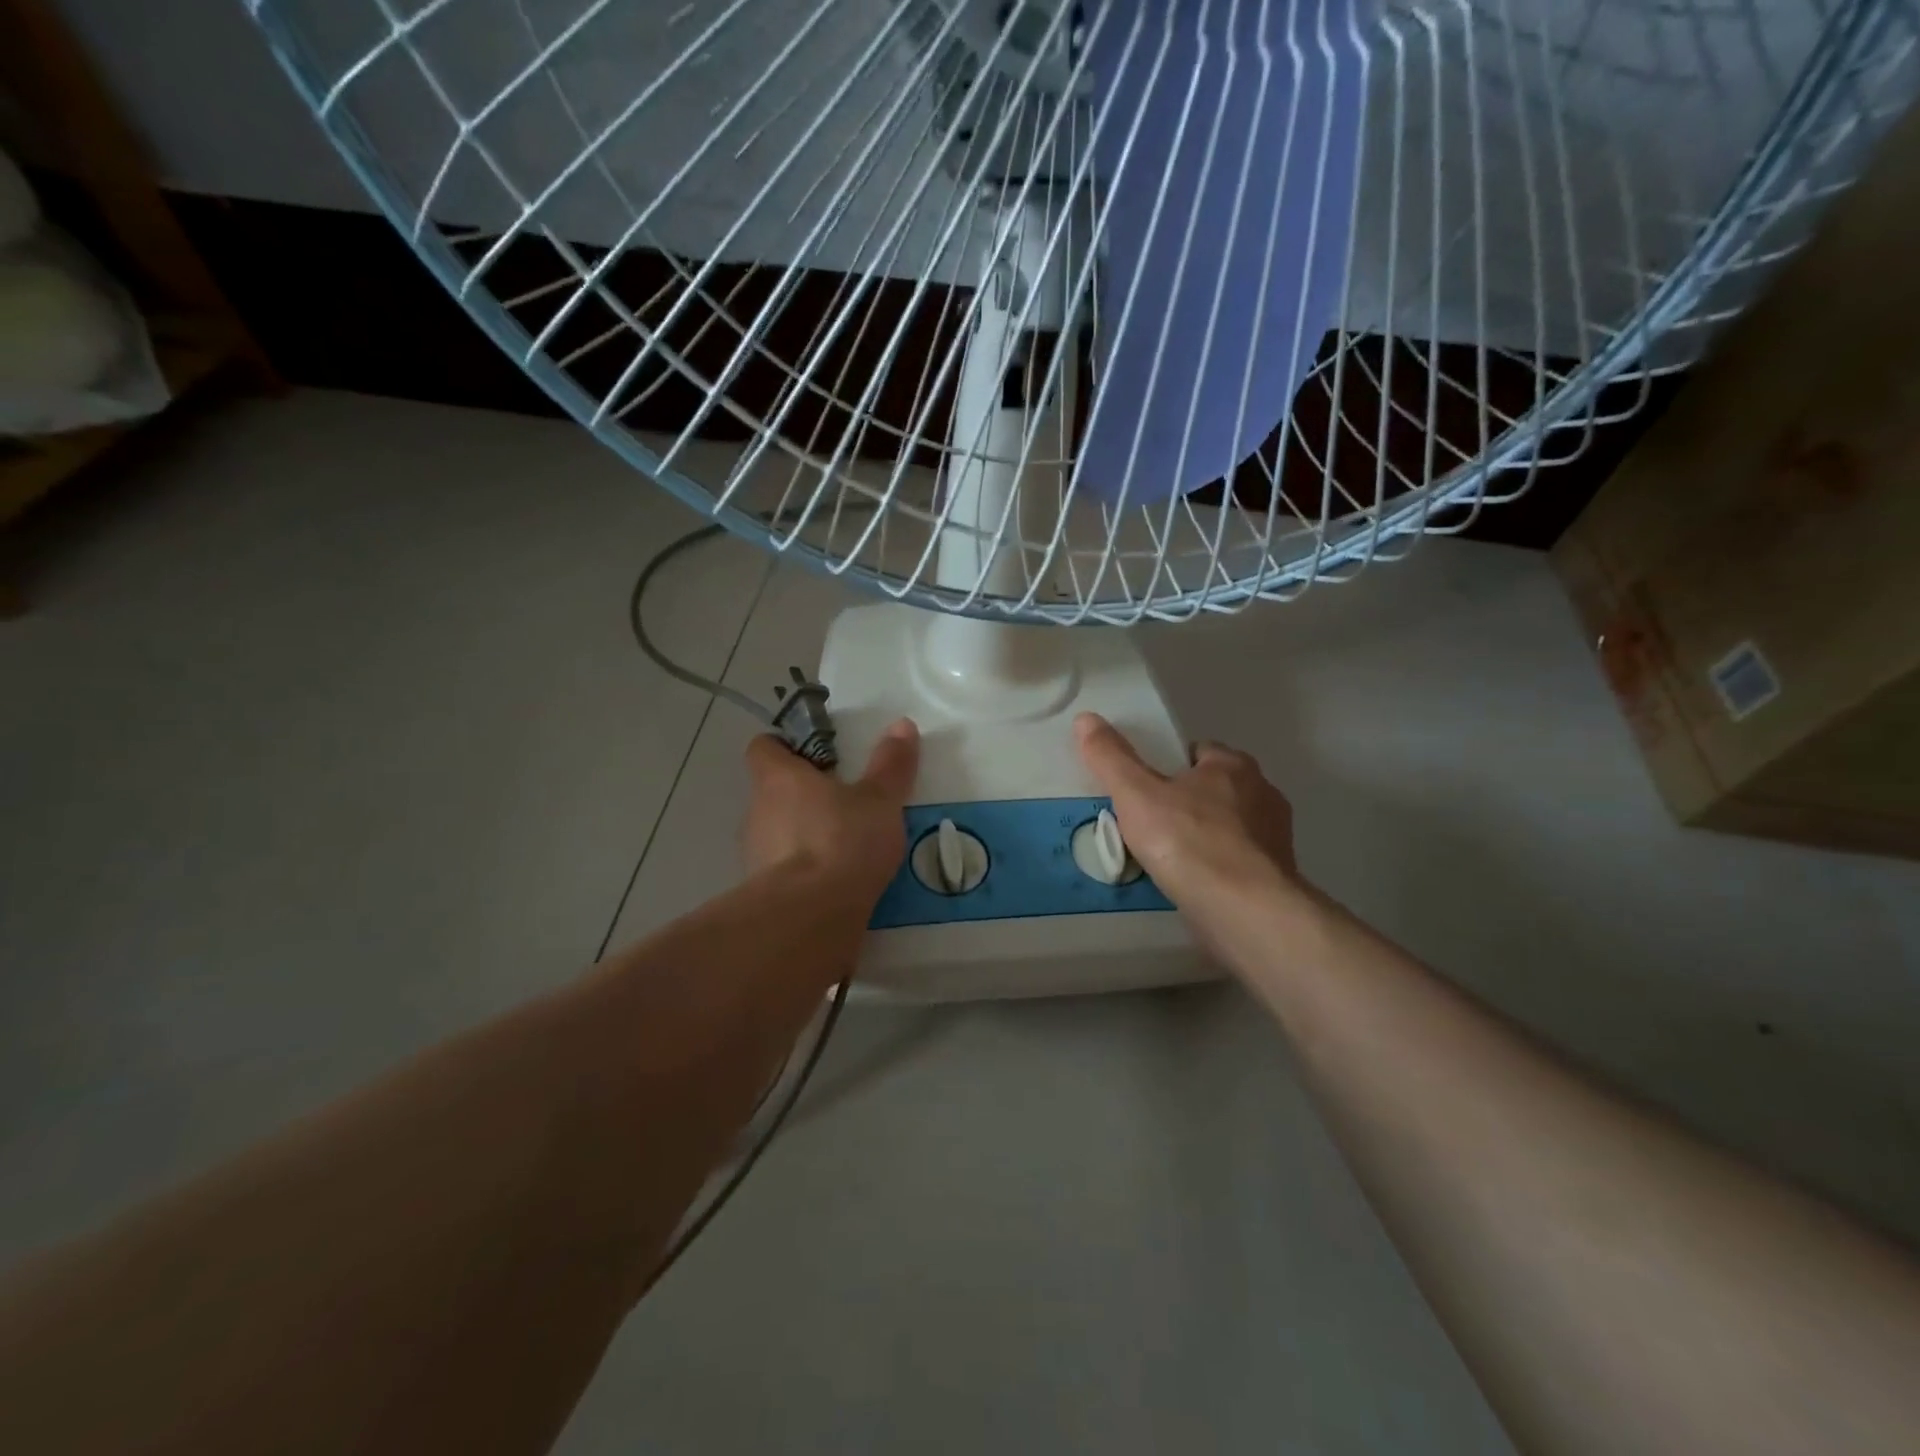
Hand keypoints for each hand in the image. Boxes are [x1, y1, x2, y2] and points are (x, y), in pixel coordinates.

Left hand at [742, 718, 919, 907]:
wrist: (810, 919)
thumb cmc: (842, 842)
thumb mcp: (880, 800)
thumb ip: (891, 764)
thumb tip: (902, 724)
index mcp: (778, 778)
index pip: (765, 747)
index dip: (787, 746)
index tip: (820, 755)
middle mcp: (757, 811)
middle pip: (775, 791)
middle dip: (806, 794)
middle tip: (847, 800)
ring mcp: (756, 854)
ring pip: (779, 832)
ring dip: (806, 834)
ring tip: (849, 844)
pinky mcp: (764, 892)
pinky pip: (786, 870)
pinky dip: (807, 871)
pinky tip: (840, 881)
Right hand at [1073, 712, 1299, 914]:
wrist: (1243, 911)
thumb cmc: (1188, 842)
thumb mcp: (1136, 795)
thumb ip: (1111, 757)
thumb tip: (1085, 718)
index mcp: (1232, 766)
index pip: (1199, 751)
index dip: (1170, 766)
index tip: (1146, 787)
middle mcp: (1262, 793)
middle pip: (1215, 789)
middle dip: (1188, 802)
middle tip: (1150, 824)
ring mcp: (1274, 837)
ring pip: (1229, 827)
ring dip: (1204, 837)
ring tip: (1167, 859)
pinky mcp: (1276, 876)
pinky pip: (1238, 862)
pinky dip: (1217, 868)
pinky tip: (1193, 885)